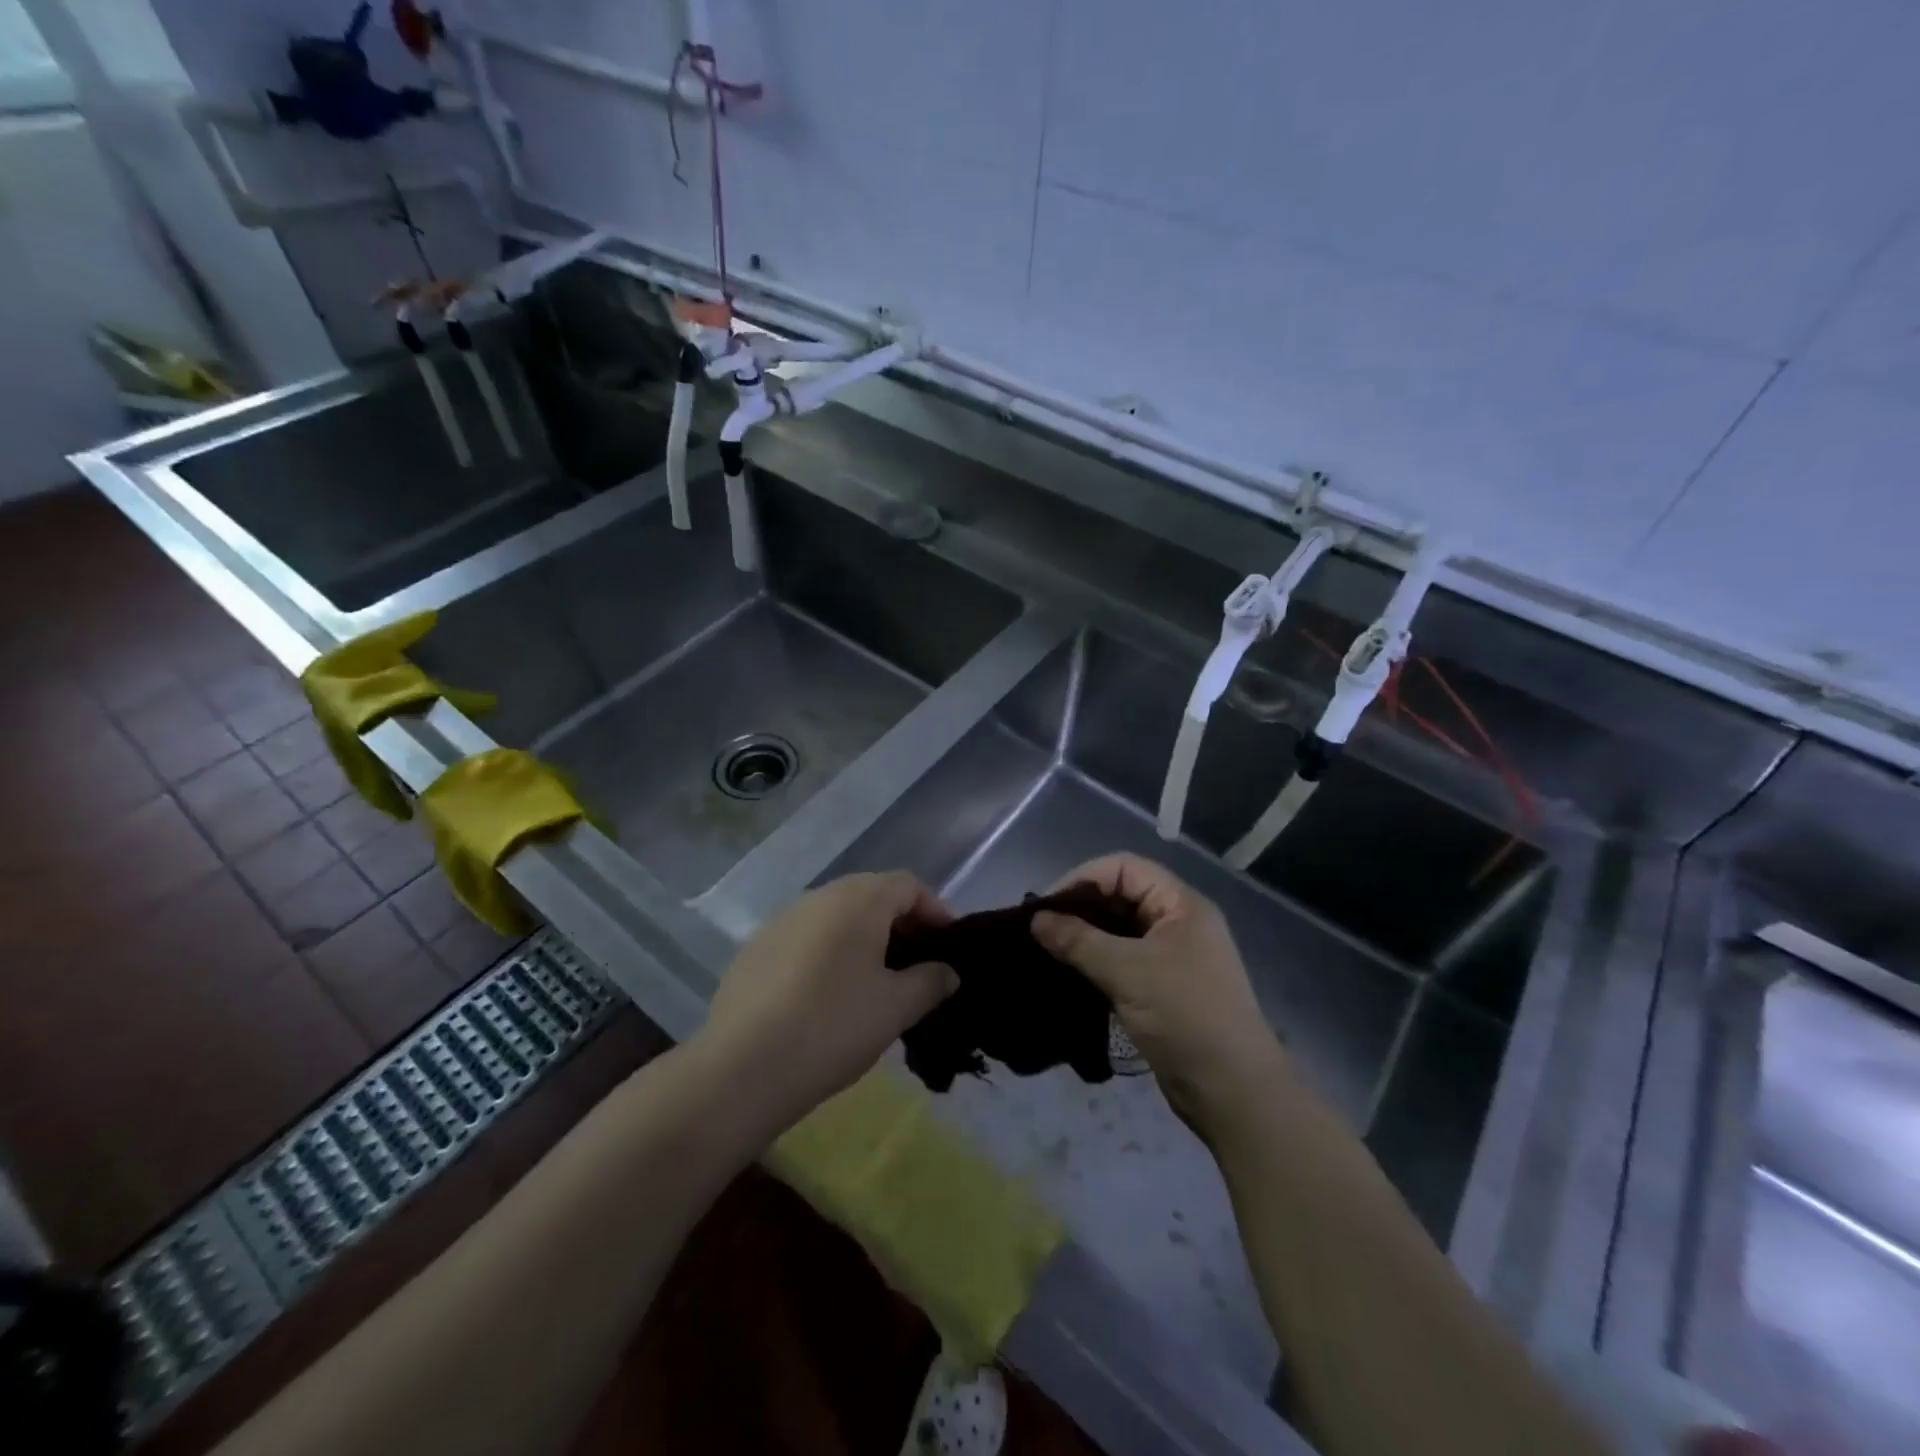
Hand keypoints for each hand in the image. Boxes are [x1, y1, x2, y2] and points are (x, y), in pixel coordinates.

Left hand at [701, 872, 958, 1131]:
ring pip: (836, 916)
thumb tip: (947, 971)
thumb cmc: (834, 1027)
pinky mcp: (755, 948)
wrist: (742, 1068)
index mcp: (858, 900)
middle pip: (871, 895)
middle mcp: (819, 897)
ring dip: (862, 938)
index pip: (908, 885)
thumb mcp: (896, 1008)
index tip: (946, 947)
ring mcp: (782, 920)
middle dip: (899, 924)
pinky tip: (827, 996)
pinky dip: (828, 953)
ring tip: (874, 982)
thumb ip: (930, 981)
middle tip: (915, 965)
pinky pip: (806, 937)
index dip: (935, 910)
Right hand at [1032, 853, 1285, 1131]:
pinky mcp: (1164, 988)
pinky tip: (1069, 974)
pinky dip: (1096, 962)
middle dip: (1081, 907)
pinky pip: (1124, 960)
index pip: (1124, 868)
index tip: (1045, 905)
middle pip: (1122, 896)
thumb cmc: (1184, 1016)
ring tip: (1048, 949)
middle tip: (1041, 928)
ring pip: (1120, 931)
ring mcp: (1173, 957)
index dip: (1083, 878)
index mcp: (1181, 904)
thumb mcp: (1127, 972)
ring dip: (1086, 937)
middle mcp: (1179, 922)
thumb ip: (1078, 941)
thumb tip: (1036, 920)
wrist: (1232, 1091)